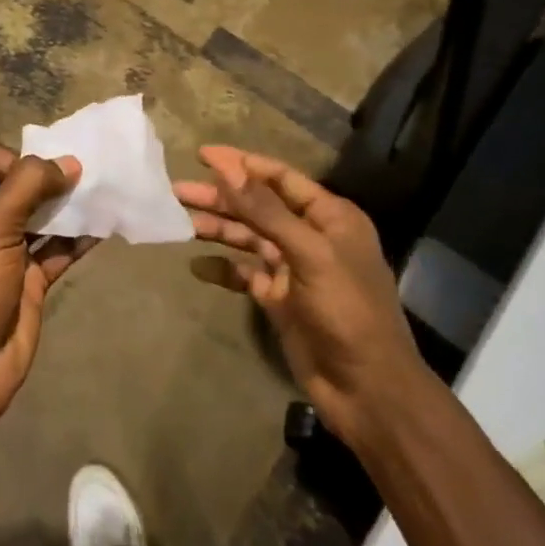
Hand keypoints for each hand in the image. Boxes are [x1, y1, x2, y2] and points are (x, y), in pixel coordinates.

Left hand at [0, 141, 92, 429]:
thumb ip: (28, 185)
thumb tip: (69, 163)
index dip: (18, 162)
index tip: (45, 180)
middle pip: (17, 184)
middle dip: (51, 180)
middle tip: (88, 178)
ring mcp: (0, 252)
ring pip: (39, 216)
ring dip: (68, 207)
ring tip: (103, 196)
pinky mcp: (25, 280)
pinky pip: (55, 249)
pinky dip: (77, 238)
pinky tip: (104, 226)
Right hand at [175, 146, 428, 448]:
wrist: (367, 390)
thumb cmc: (347, 311)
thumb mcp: (309, 254)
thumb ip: (265, 210)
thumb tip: (226, 167)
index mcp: (329, 217)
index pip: (279, 178)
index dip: (241, 164)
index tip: (202, 155)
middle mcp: (311, 237)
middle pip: (258, 206)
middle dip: (220, 197)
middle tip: (177, 191)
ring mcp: (293, 269)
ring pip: (248, 238)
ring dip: (217, 229)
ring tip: (179, 222)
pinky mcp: (279, 299)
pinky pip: (244, 274)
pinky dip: (222, 268)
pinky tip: (196, 266)